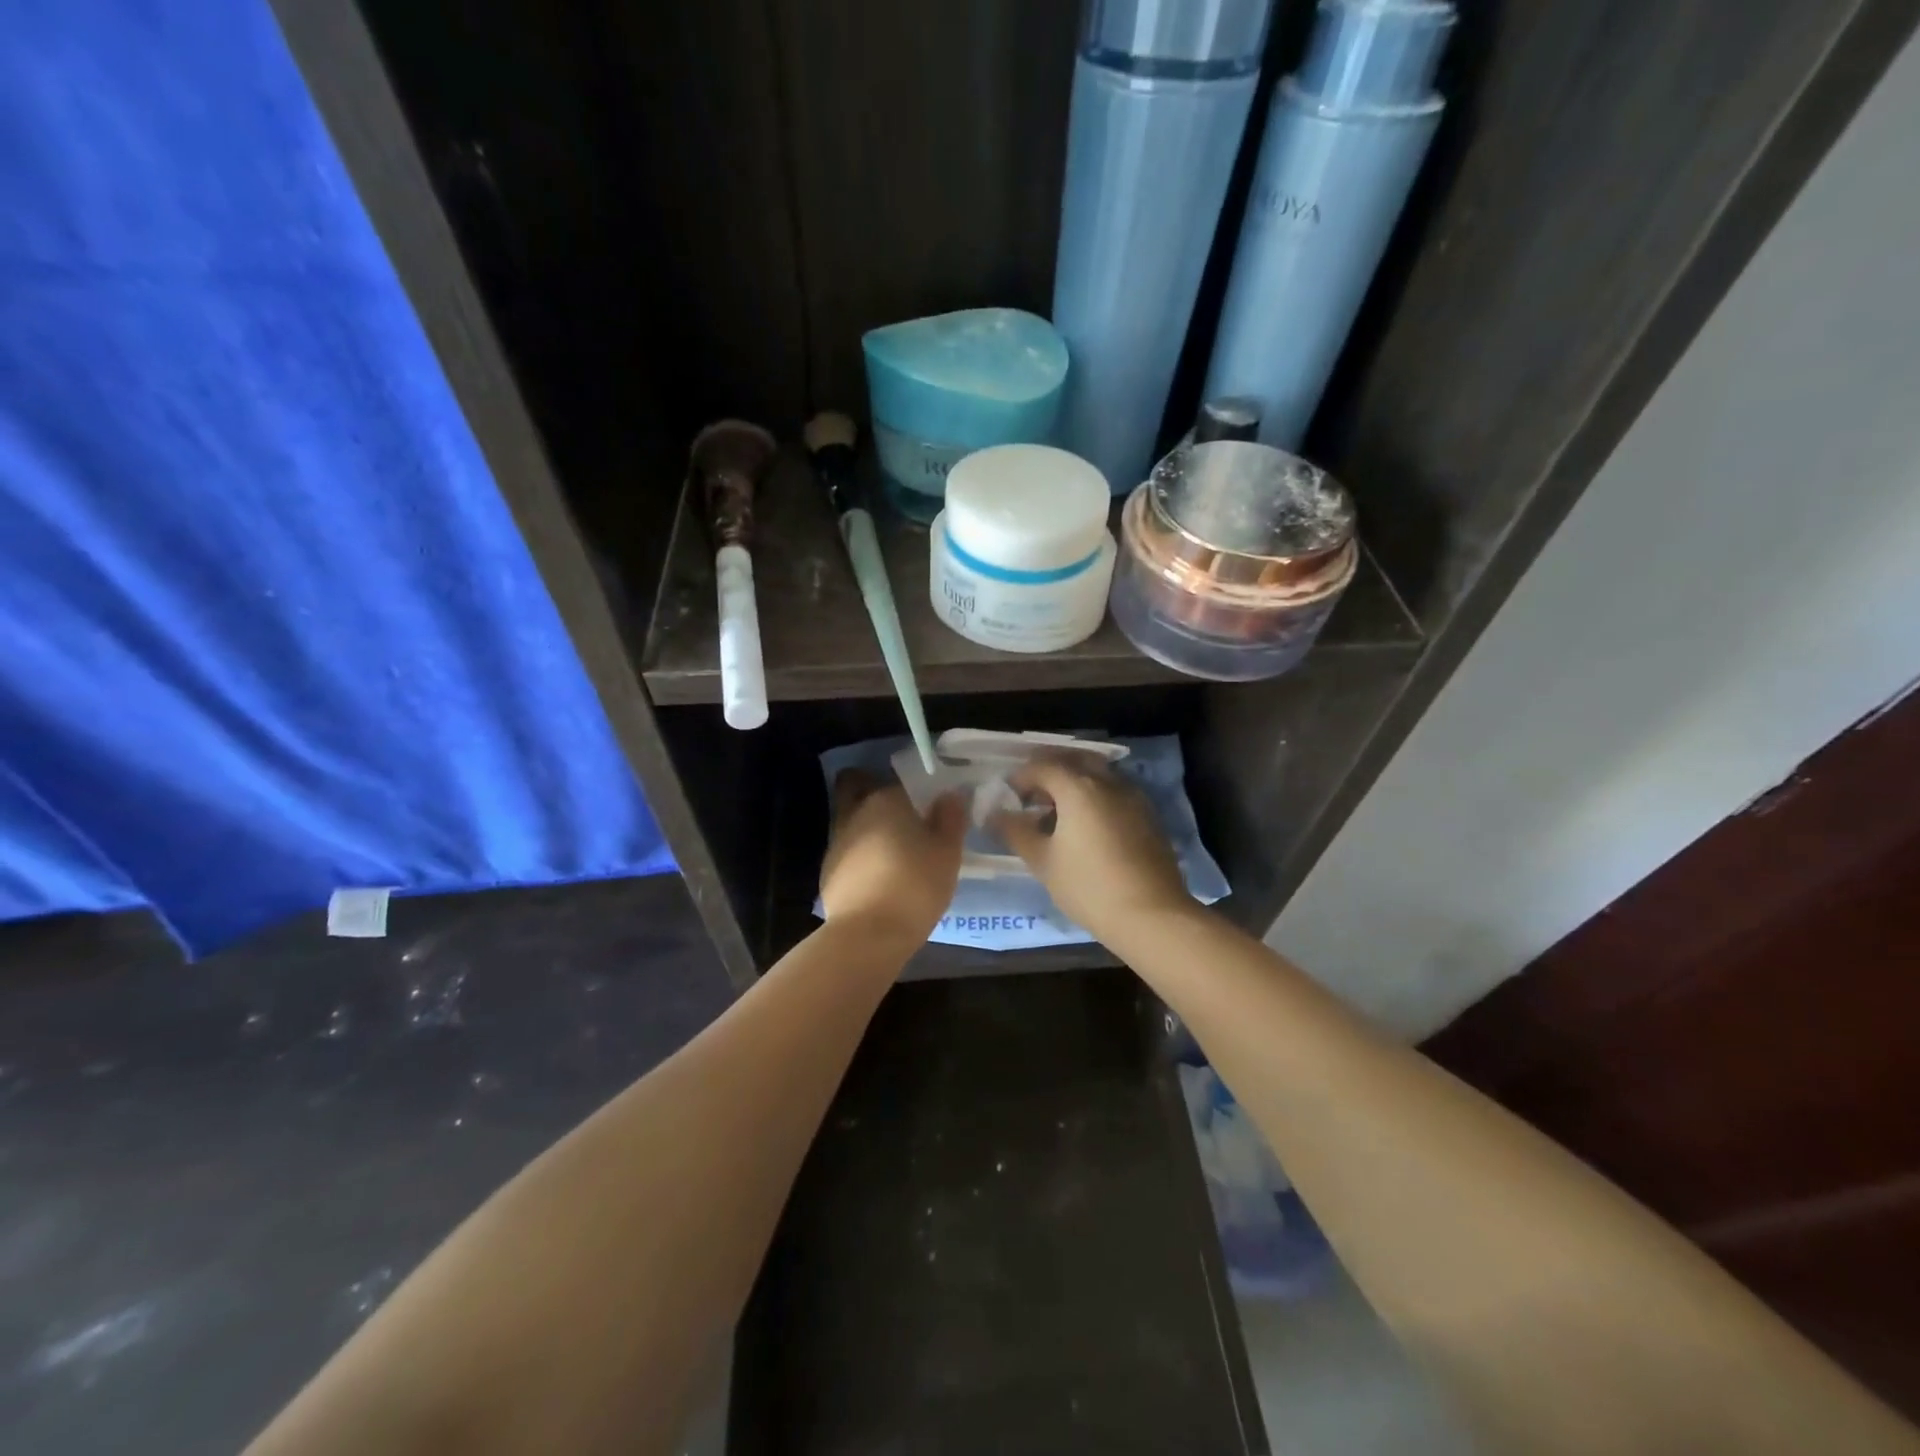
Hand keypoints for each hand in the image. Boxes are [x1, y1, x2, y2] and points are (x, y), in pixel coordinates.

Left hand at [819, 770, 965, 945]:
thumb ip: (951, 819)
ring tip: (897, 858)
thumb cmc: (915, 886)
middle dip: (884, 804)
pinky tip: (880, 880)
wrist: (867, 935)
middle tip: (909, 826)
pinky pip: (850, 853)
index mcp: (887, 799)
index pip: (906, 784)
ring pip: (856, 823)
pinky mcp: (827, 870)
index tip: (935, 813)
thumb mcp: (948, 853)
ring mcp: (837, 841)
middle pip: (868, 793)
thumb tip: (950, 795)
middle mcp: (857, 811)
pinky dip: (863, 859)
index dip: (921, 795)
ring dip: (873, 832)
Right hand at [991, 757, 1192, 942]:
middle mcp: (1108, 782)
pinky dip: (1096, 796)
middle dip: (1050, 771)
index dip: (1021, 777)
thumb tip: (995, 814)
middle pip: (1074, 761)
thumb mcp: (1043, 861)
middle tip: (1033, 794)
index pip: (1042, 766)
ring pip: (1098, 775)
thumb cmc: (1089, 886)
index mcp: (1078, 787)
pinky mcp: (1149, 816)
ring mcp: (1133, 797)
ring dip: (1075, 782)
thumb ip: (1016, 832)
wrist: (1152, 915)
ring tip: (1058, 810)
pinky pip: (1115, 792)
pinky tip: (1087, 825)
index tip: (1008, 796)